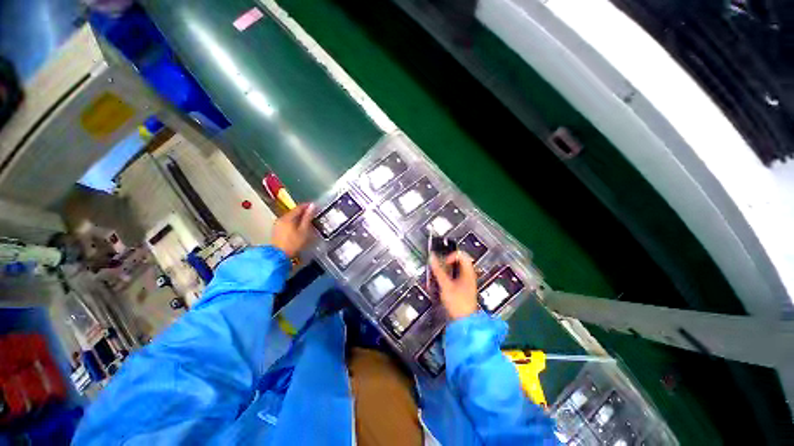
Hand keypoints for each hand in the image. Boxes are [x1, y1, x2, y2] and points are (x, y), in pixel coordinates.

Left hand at [271, 203, 314, 257]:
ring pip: (290, 217)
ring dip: (298, 217)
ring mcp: (277, 224)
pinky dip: (293, 222)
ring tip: (307, 220)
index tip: (315, 206)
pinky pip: (287, 222)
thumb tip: (312, 206)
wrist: (279, 256)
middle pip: (293, 212)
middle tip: (312, 213)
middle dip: (303, 211)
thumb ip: (308, 217)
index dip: (307, 206)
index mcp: (288, 217)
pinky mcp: (276, 230)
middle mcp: (281, 218)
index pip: (299, 207)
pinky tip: (298, 226)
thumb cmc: (294, 243)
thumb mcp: (304, 230)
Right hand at [430, 251, 478, 320]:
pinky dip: (450, 276)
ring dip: (448, 269)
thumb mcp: (445, 285)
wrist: (464, 321)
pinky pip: (457, 277)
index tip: (444, 262)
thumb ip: (438, 271)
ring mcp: (468, 282)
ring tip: (440, 273)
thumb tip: (432, 258)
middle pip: (460, 261)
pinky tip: (444, 282)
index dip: (451, 255)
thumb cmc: (458, 303)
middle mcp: (470, 275)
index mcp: (468, 272)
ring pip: (458, 269)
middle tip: (441, 265)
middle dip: (448, 262)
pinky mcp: (464, 289)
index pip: (461, 255)